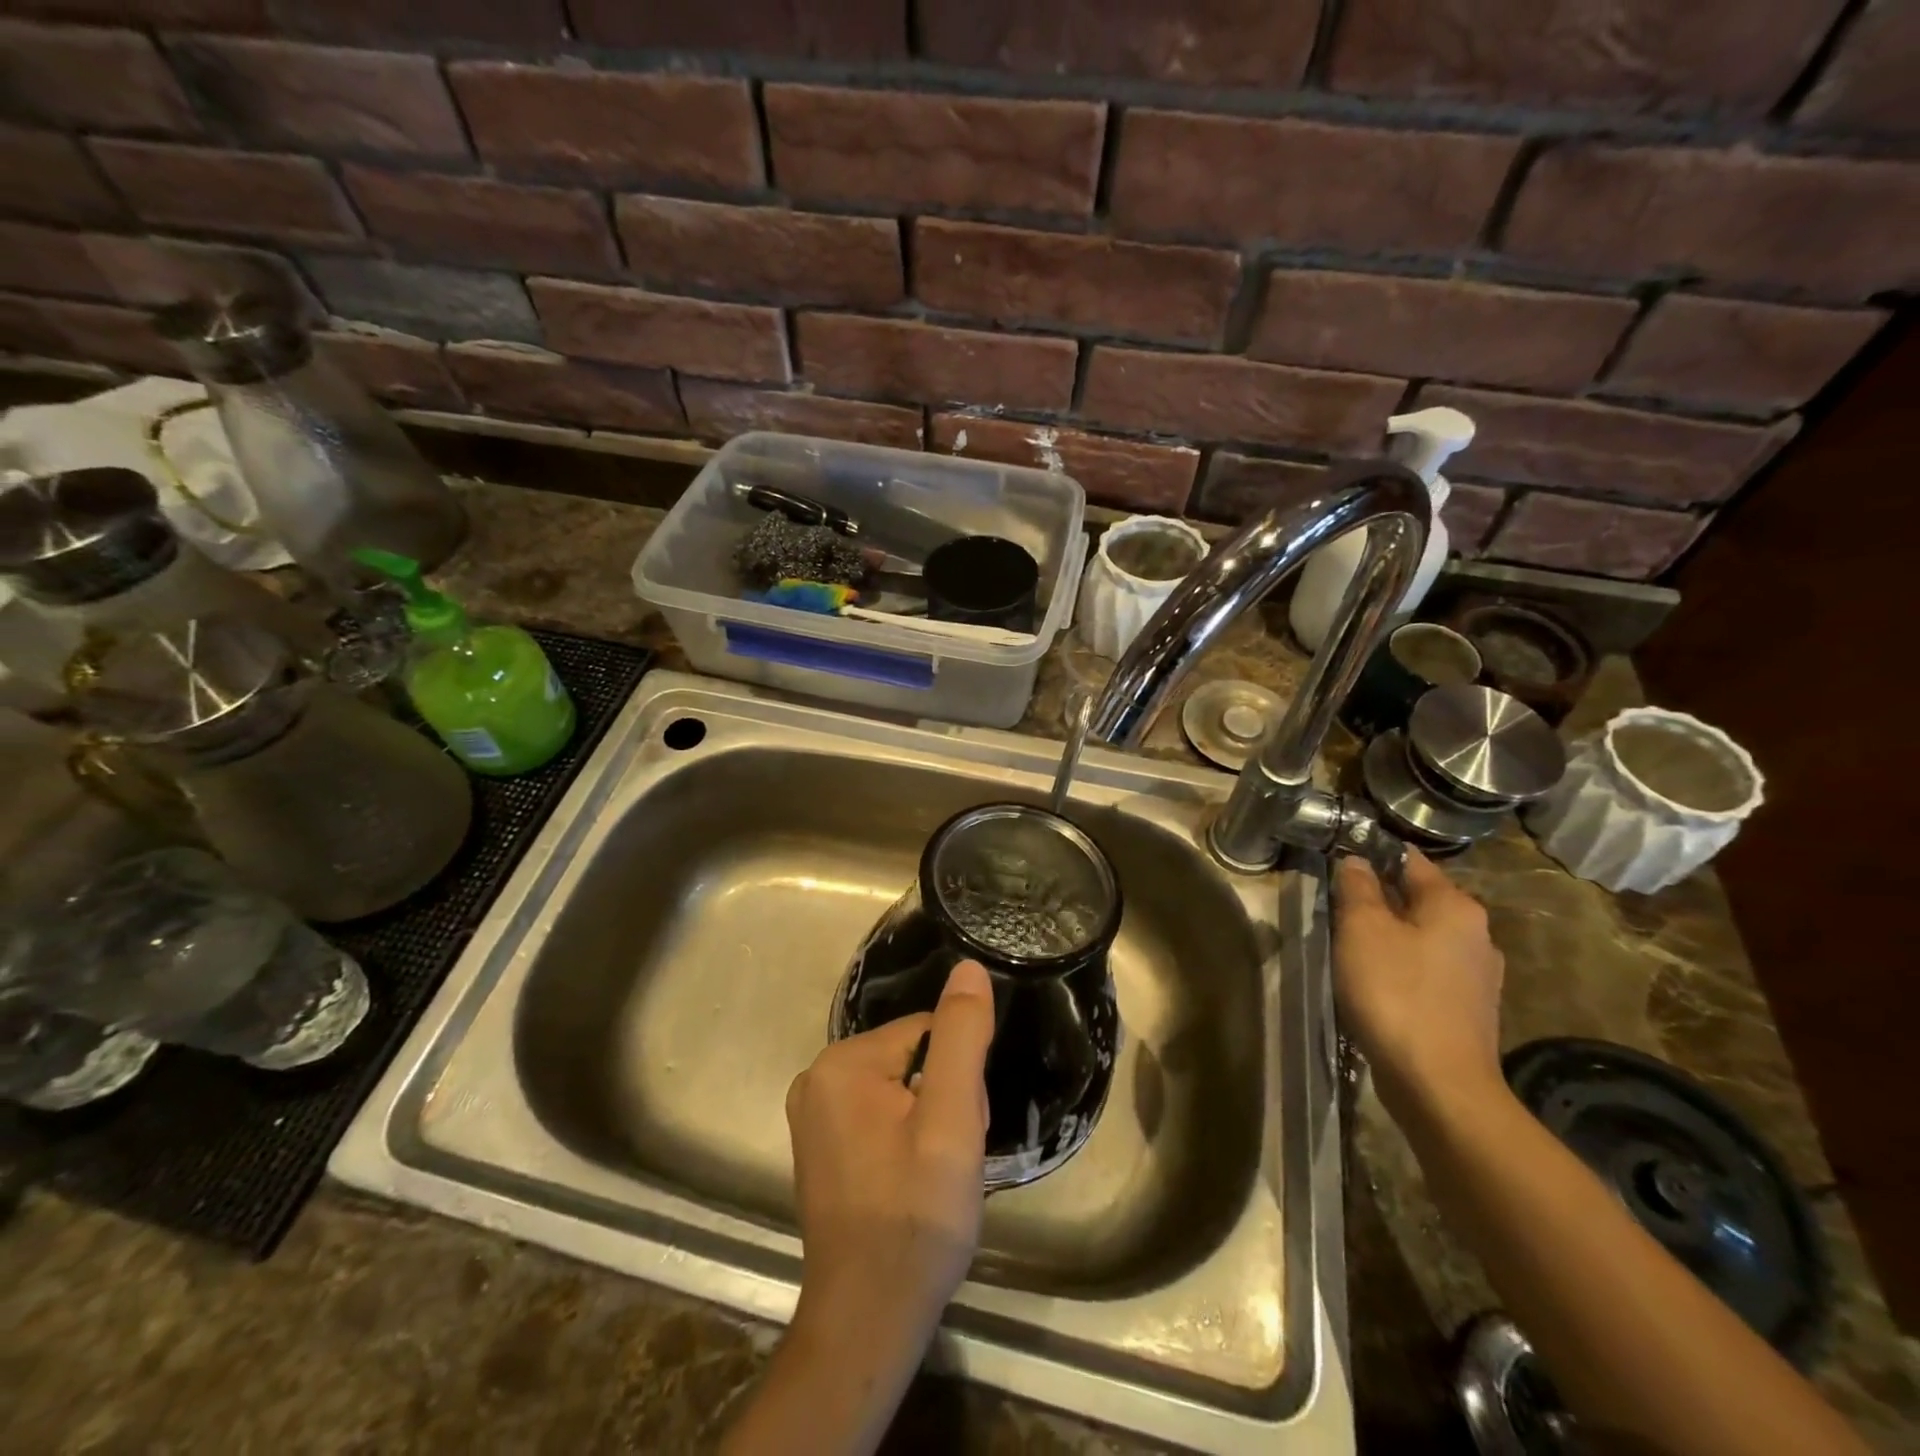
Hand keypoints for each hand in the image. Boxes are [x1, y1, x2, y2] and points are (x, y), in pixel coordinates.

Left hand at [785, 958, 994, 1354]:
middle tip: (949, 1158)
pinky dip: (907, 1139)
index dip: (957, 1078)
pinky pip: (881, 1116)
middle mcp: (816, 1078)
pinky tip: (912, 1182)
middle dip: (943, 1099)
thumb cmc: (916, 1217)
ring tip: (934, 1175)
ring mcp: (814, 1116)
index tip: (960, 1128)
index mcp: (841, 1062)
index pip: (927, 1033)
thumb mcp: (951, 1120)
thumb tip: (968, 968)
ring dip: (930, 1121)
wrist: (870, 1319)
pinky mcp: (822, 1147)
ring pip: (901, 1088)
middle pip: (913, 1059)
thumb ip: (961, 1037)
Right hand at [1333, 850, 1505, 1118]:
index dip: (1371, 855)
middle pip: (1417, 899)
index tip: (1336, 860)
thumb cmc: (1396, 994)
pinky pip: (1427, 971)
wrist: (1440, 1086)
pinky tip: (1376, 984)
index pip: (1409, 860)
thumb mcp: (1363, 930)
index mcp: (1455, 906)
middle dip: (1379, 899)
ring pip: (1422, 937)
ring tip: (1350, 947)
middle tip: (1336, 907)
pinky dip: (1401, 968)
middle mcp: (1476, 934)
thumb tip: (1355, 860)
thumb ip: (1358, 888)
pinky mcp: (1468, 1010)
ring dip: (1389, 936)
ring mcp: (1477, 975)